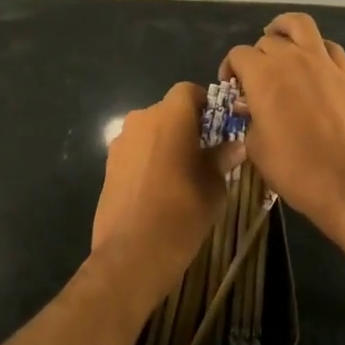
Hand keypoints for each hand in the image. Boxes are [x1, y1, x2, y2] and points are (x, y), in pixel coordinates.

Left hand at [92, 82, 227, 303]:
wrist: (132, 253)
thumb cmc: (182, 213)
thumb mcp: (214, 186)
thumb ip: (222, 158)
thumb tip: (235, 146)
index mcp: (170, 117)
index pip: (188, 91)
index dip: (205, 104)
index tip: (219, 127)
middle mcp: (141, 120)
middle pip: (168, 110)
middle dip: (186, 125)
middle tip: (205, 152)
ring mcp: (121, 142)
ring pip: (150, 131)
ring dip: (166, 142)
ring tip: (182, 173)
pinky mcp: (108, 165)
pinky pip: (136, 151)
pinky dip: (149, 159)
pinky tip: (160, 187)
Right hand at [223, 13, 344, 236]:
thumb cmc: (295, 169)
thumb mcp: (256, 148)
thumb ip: (249, 119)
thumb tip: (251, 108)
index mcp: (263, 76)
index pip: (238, 55)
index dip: (230, 69)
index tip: (232, 89)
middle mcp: (291, 59)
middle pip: (266, 41)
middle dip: (255, 57)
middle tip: (255, 81)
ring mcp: (322, 63)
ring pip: (299, 24)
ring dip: (284, 29)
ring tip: (279, 43)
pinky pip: (329, 46)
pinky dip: (316, 48)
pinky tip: (311, 64)